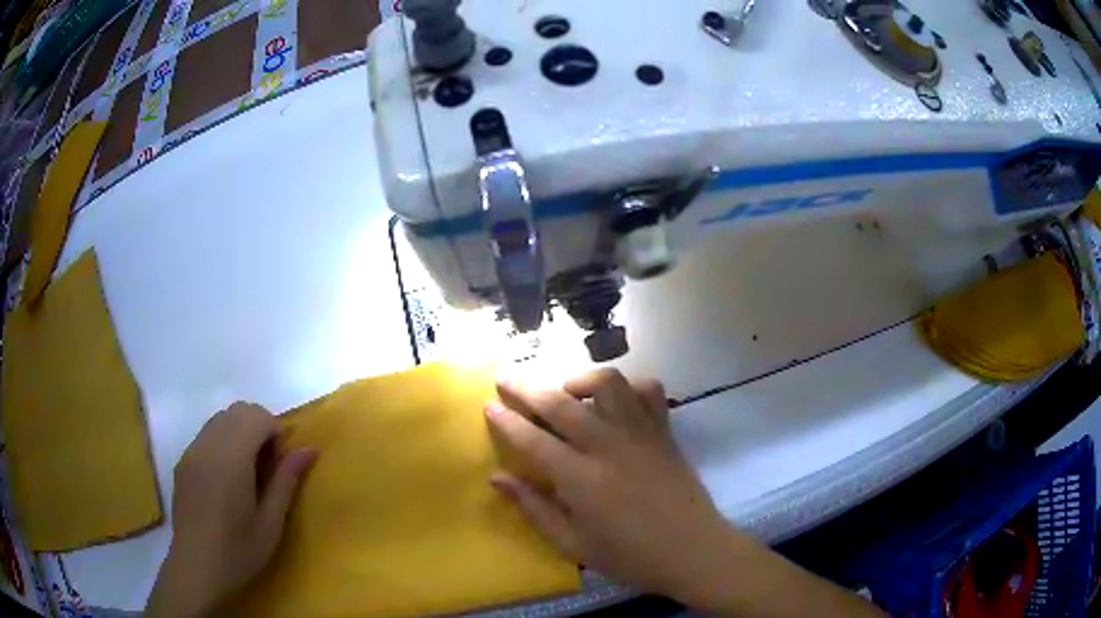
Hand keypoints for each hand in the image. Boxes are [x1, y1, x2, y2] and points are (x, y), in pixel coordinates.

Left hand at [146, 403, 316, 617]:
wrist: (196, 568)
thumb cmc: (239, 551)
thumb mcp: (271, 523)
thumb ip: (286, 481)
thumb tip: (309, 449)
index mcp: (231, 460)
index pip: (256, 416)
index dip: (275, 431)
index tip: (280, 463)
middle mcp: (207, 446)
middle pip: (238, 410)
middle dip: (259, 427)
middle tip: (268, 466)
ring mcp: (191, 451)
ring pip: (220, 419)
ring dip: (240, 432)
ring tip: (248, 472)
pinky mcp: (183, 461)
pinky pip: (207, 434)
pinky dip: (224, 442)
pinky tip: (227, 479)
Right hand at [487, 370, 886, 617]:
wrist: (694, 551)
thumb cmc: (631, 557)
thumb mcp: (574, 545)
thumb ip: (534, 509)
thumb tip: (498, 479)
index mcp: (582, 480)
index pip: (532, 440)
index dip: (506, 420)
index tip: (488, 404)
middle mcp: (609, 447)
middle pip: (561, 403)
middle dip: (528, 386)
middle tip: (507, 378)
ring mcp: (642, 434)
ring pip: (609, 383)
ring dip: (580, 379)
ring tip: (565, 391)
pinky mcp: (665, 432)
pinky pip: (649, 391)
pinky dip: (630, 386)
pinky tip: (616, 400)